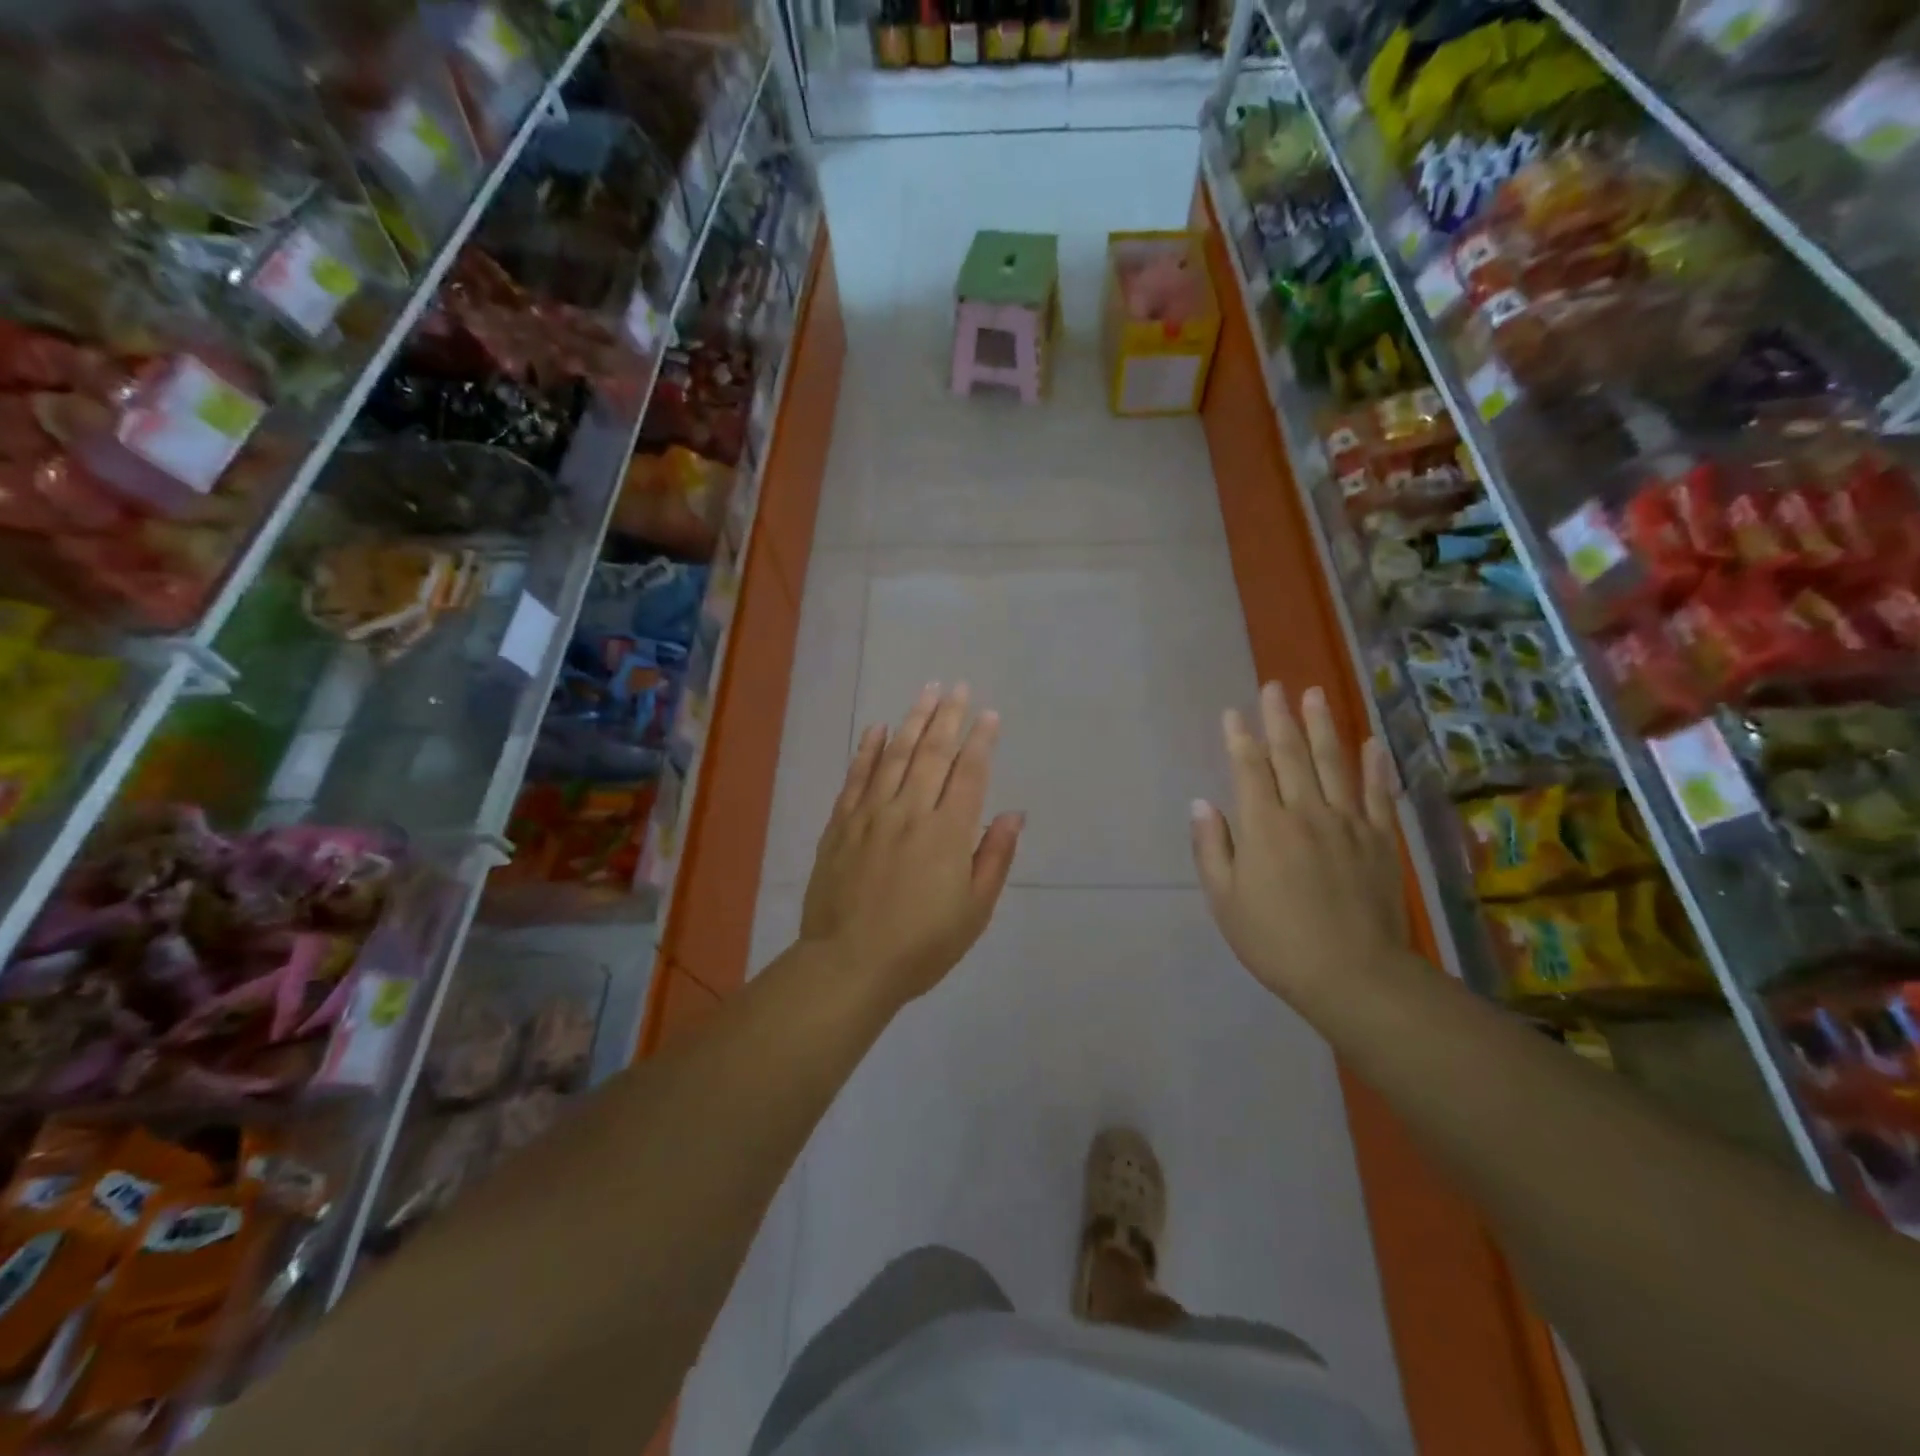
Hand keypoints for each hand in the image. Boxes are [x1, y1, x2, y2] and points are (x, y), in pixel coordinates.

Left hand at [800, 683, 1023, 1007]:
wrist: (849, 964)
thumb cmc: (921, 946)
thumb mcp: (974, 911)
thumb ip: (994, 858)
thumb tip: (1013, 814)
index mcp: (948, 833)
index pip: (969, 773)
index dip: (981, 740)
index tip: (989, 714)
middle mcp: (911, 811)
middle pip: (933, 753)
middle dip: (949, 716)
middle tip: (958, 686)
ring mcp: (871, 814)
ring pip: (895, 755)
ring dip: (913, 720)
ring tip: (926, 691)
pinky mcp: (841, 824)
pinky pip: (856, 777)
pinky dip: (868, 749)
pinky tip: (878, 728)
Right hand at [1191, 682, 1407, 1003]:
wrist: (1353, 976)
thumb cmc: (1276, 941)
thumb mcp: (1225, 901)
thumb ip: (1212, 848)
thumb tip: (1202, 804)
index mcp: (1264, 826)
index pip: (1249, 769)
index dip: (1239, 738)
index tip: (1233, 713)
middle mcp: (1306, 812)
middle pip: (1291, 755)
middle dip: (1279, 719)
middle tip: (1275, 687)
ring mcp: (1348, 823)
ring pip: (1334, 763)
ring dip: (1323, 726)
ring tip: (1316, 695)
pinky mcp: (1380, 841)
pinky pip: (1377, 794)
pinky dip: (1375, 766)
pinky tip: (1372, 742)